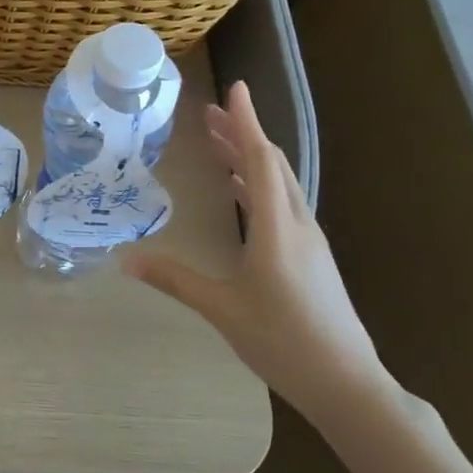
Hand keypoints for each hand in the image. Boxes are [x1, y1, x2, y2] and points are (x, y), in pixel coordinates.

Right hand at [125, 80, 386, 426]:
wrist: (347, 383)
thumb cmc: (283, 342)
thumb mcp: (221, 309)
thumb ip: (174, 279)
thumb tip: (125, 259)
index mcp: (276, 228)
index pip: (260, 160)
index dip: (246, 122)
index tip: (235, 89)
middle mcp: (296, 224)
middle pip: (270, 164)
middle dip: (242, 133)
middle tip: (210, 114)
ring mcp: (308, 240)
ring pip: (278, 183)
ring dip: (250, 158)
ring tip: (218, 143)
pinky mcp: (310, 256)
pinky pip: (282, 204)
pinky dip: (258, 185)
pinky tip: (241, 192)